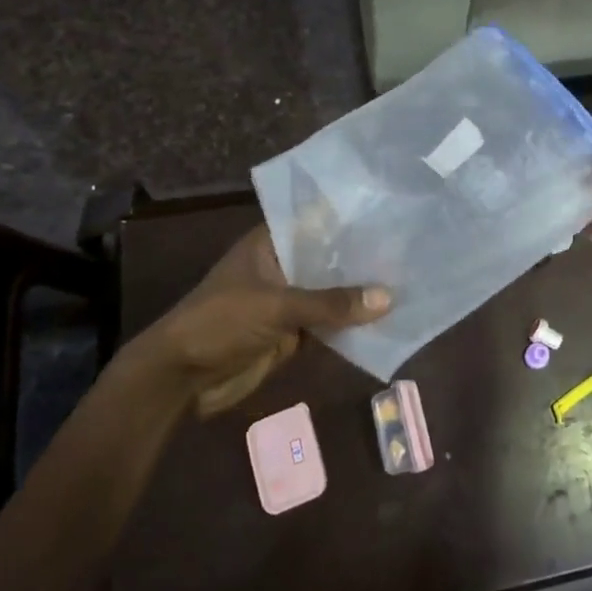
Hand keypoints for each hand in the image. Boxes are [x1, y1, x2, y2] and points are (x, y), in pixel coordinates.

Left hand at [126, 225, 389, 416]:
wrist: (179, 379)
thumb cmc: (220, 322)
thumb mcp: (276, 306)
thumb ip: (331, 303)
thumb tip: (388, 298)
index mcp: (271, 243)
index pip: (317, 220)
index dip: (351, 217)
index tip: (391, 211)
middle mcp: (283, 265)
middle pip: (329, 257)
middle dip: (363, 256)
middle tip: (411, 246)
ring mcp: (288, 299)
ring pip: (332, 291)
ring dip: (360, 291)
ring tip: (410, 278)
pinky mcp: (291, 331)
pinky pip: (329, 322)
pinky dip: (351, 322)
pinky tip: (387, 316)